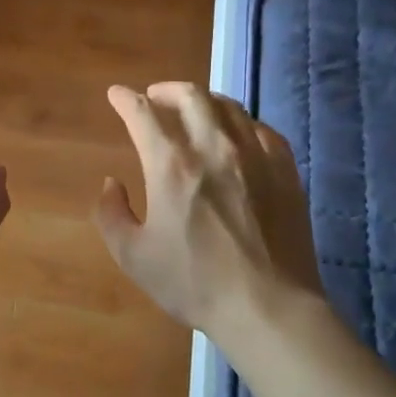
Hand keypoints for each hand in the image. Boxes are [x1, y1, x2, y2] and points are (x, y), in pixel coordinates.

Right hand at [95, 82, 323, 346]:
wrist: (268, 307)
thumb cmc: (194, 283)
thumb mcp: (133, 256)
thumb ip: (111, 213)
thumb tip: (111, 184)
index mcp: (171, 165)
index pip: (143, 113)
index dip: (125, 99)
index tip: (116, 94)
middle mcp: (213, 147)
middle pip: (190, 96)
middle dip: (165, 89)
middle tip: (154, 97)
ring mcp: (254, 155)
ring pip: (228, 106)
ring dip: (203, 100)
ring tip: (193, 109)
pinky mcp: (284, 169)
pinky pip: (260, 128)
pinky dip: (240, 122)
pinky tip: (236, 134)